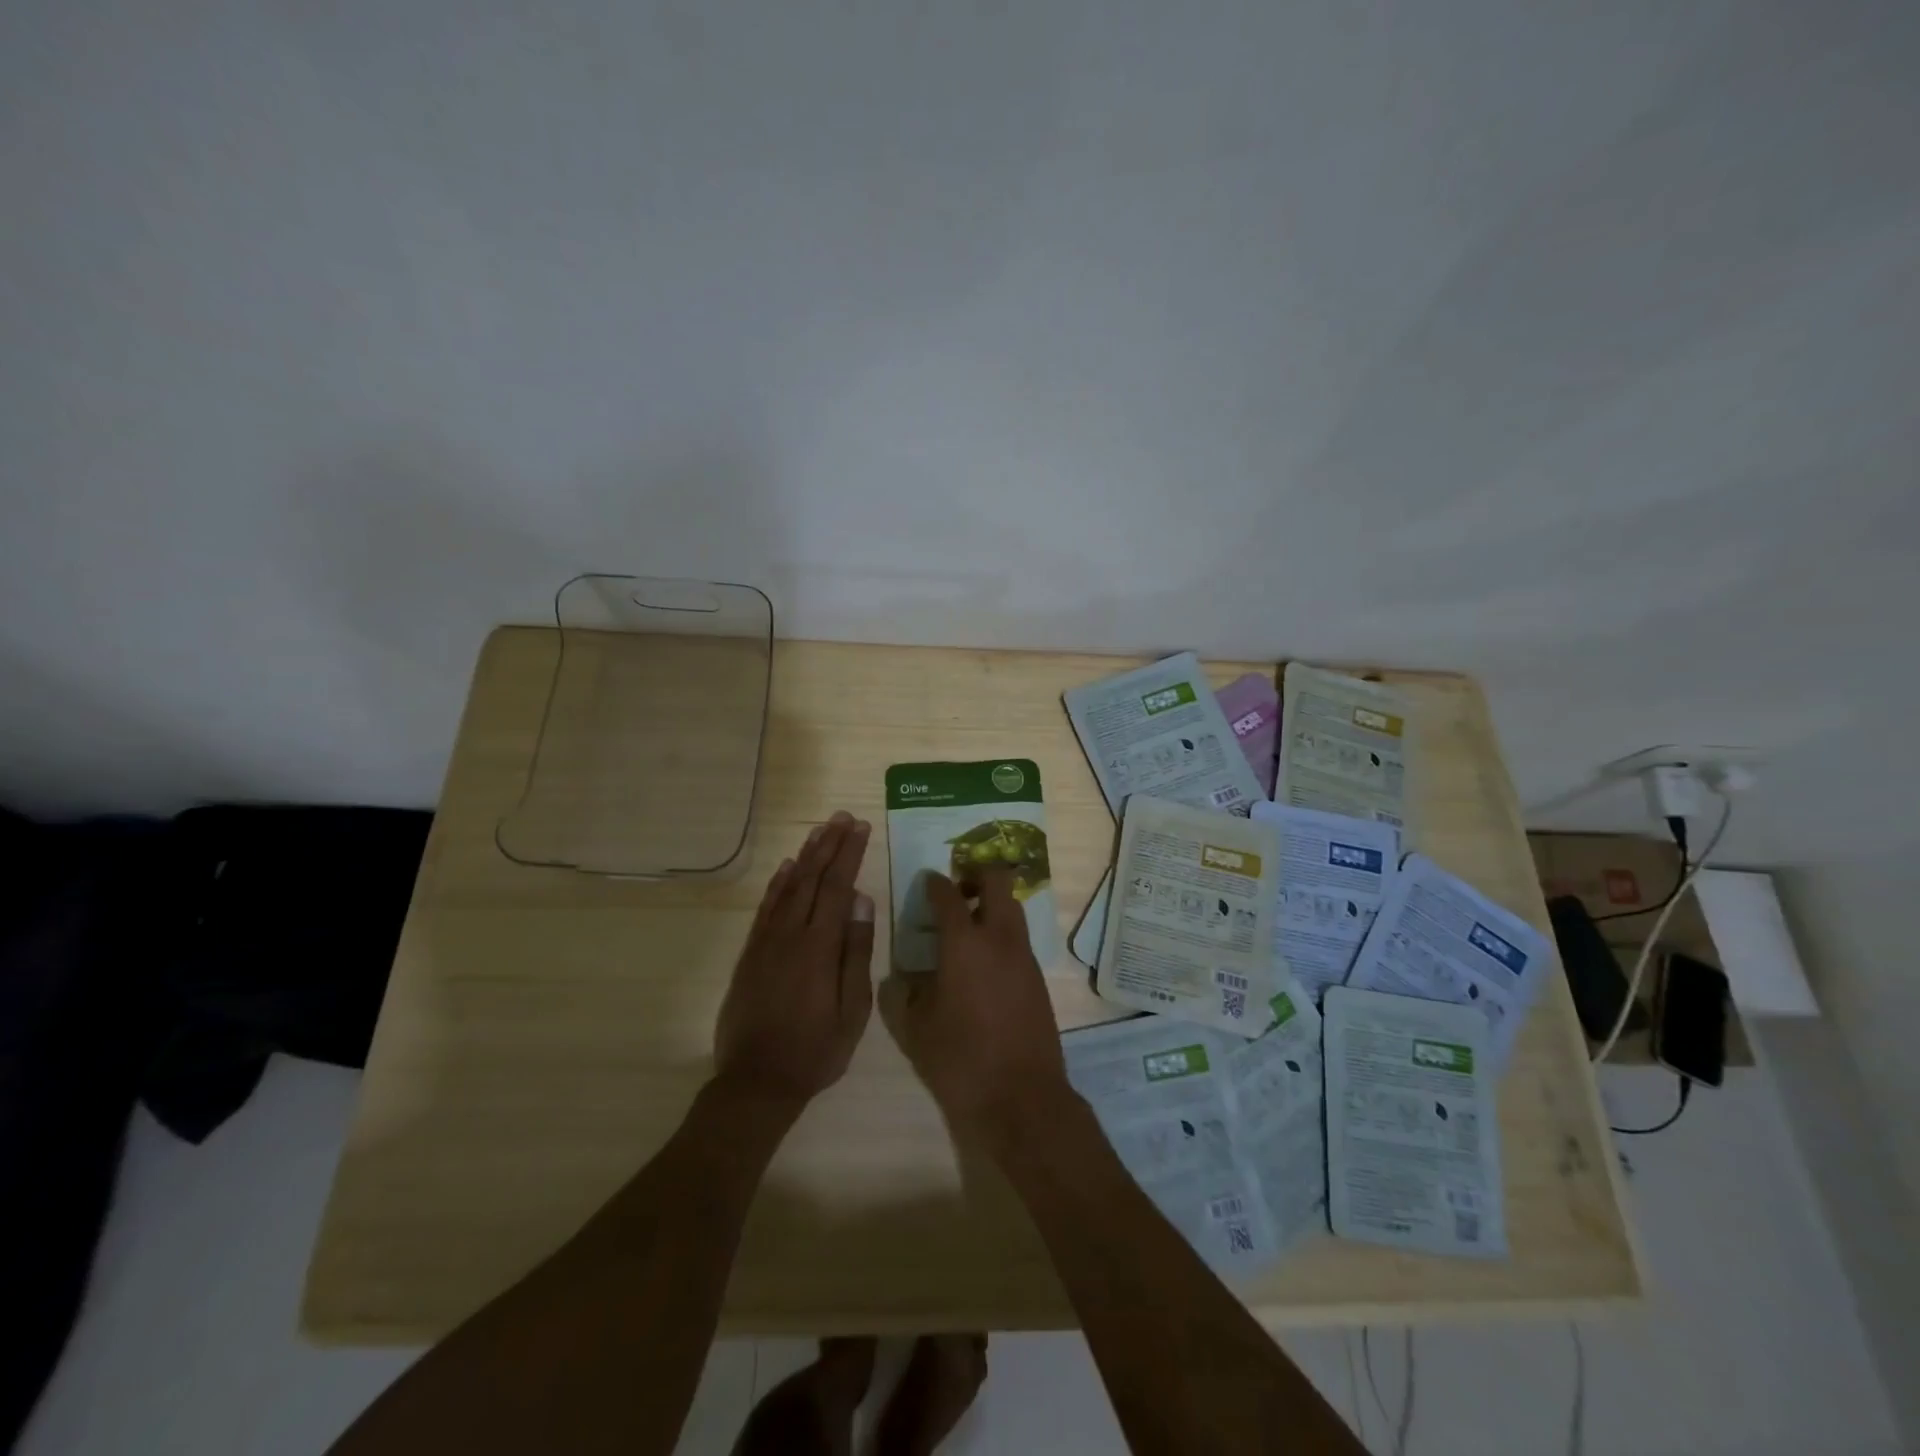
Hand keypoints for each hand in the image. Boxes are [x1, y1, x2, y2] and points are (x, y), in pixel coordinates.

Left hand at [714, 811, 875, 1109]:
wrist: (756, 1082)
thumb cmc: (815, 1050)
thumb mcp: (852, 1009)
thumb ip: (857, 952)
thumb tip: (862, 902)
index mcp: (819, 946)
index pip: (837, 887)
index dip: (850, 854)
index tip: (861, 827)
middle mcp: (790, 934)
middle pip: (811, 878)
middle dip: (829, 844)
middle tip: (843, 817)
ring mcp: (765, 942)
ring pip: (787, 887)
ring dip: (805, 855)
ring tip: (820, 831)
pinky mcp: (750, 954)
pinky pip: (765, 908)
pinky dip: (777, 883)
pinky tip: (786, 868)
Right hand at [878, 866, 1074, 1151]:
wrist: (1022, 1098)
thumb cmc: (960, 1060)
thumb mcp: (916, 1028)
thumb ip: (905, 994)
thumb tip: (904, 977)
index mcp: (964, 943)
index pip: (948, 894)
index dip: (934, 882)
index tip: (927, 881)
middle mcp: (999, 938)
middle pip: (997, 881)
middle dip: (976, 875)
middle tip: (956, 892)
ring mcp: (1024, 956)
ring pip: (1012, 908)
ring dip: (992, 904)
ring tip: (968, 928)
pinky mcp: (1038, 977)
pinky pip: (1019, 938)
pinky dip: (1002, 934)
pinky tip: (984, 962)